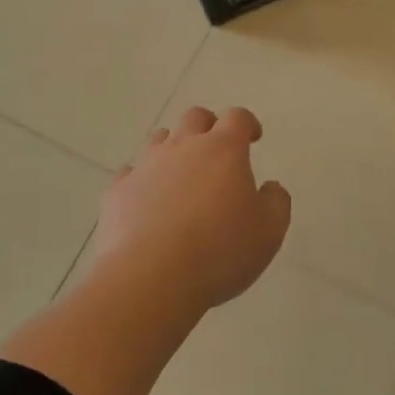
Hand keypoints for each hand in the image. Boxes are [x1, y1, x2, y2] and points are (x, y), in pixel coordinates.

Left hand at [89, 106, 290, 310]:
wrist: (152, 277)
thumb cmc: (220, 251)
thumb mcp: (269, 231)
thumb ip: (276, 202)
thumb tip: (270, 188)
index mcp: (223, 150)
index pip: (237, 118)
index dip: (247, 124)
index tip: (252, 137)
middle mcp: (183, 147)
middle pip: (195, 118)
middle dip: (208, 126)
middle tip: (216, 150)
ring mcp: (146, 165)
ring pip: (160, 139)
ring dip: (174, 149)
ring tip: (182, 176)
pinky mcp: (119, 190)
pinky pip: (131, 173)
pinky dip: (143, 180)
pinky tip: (148, 201)